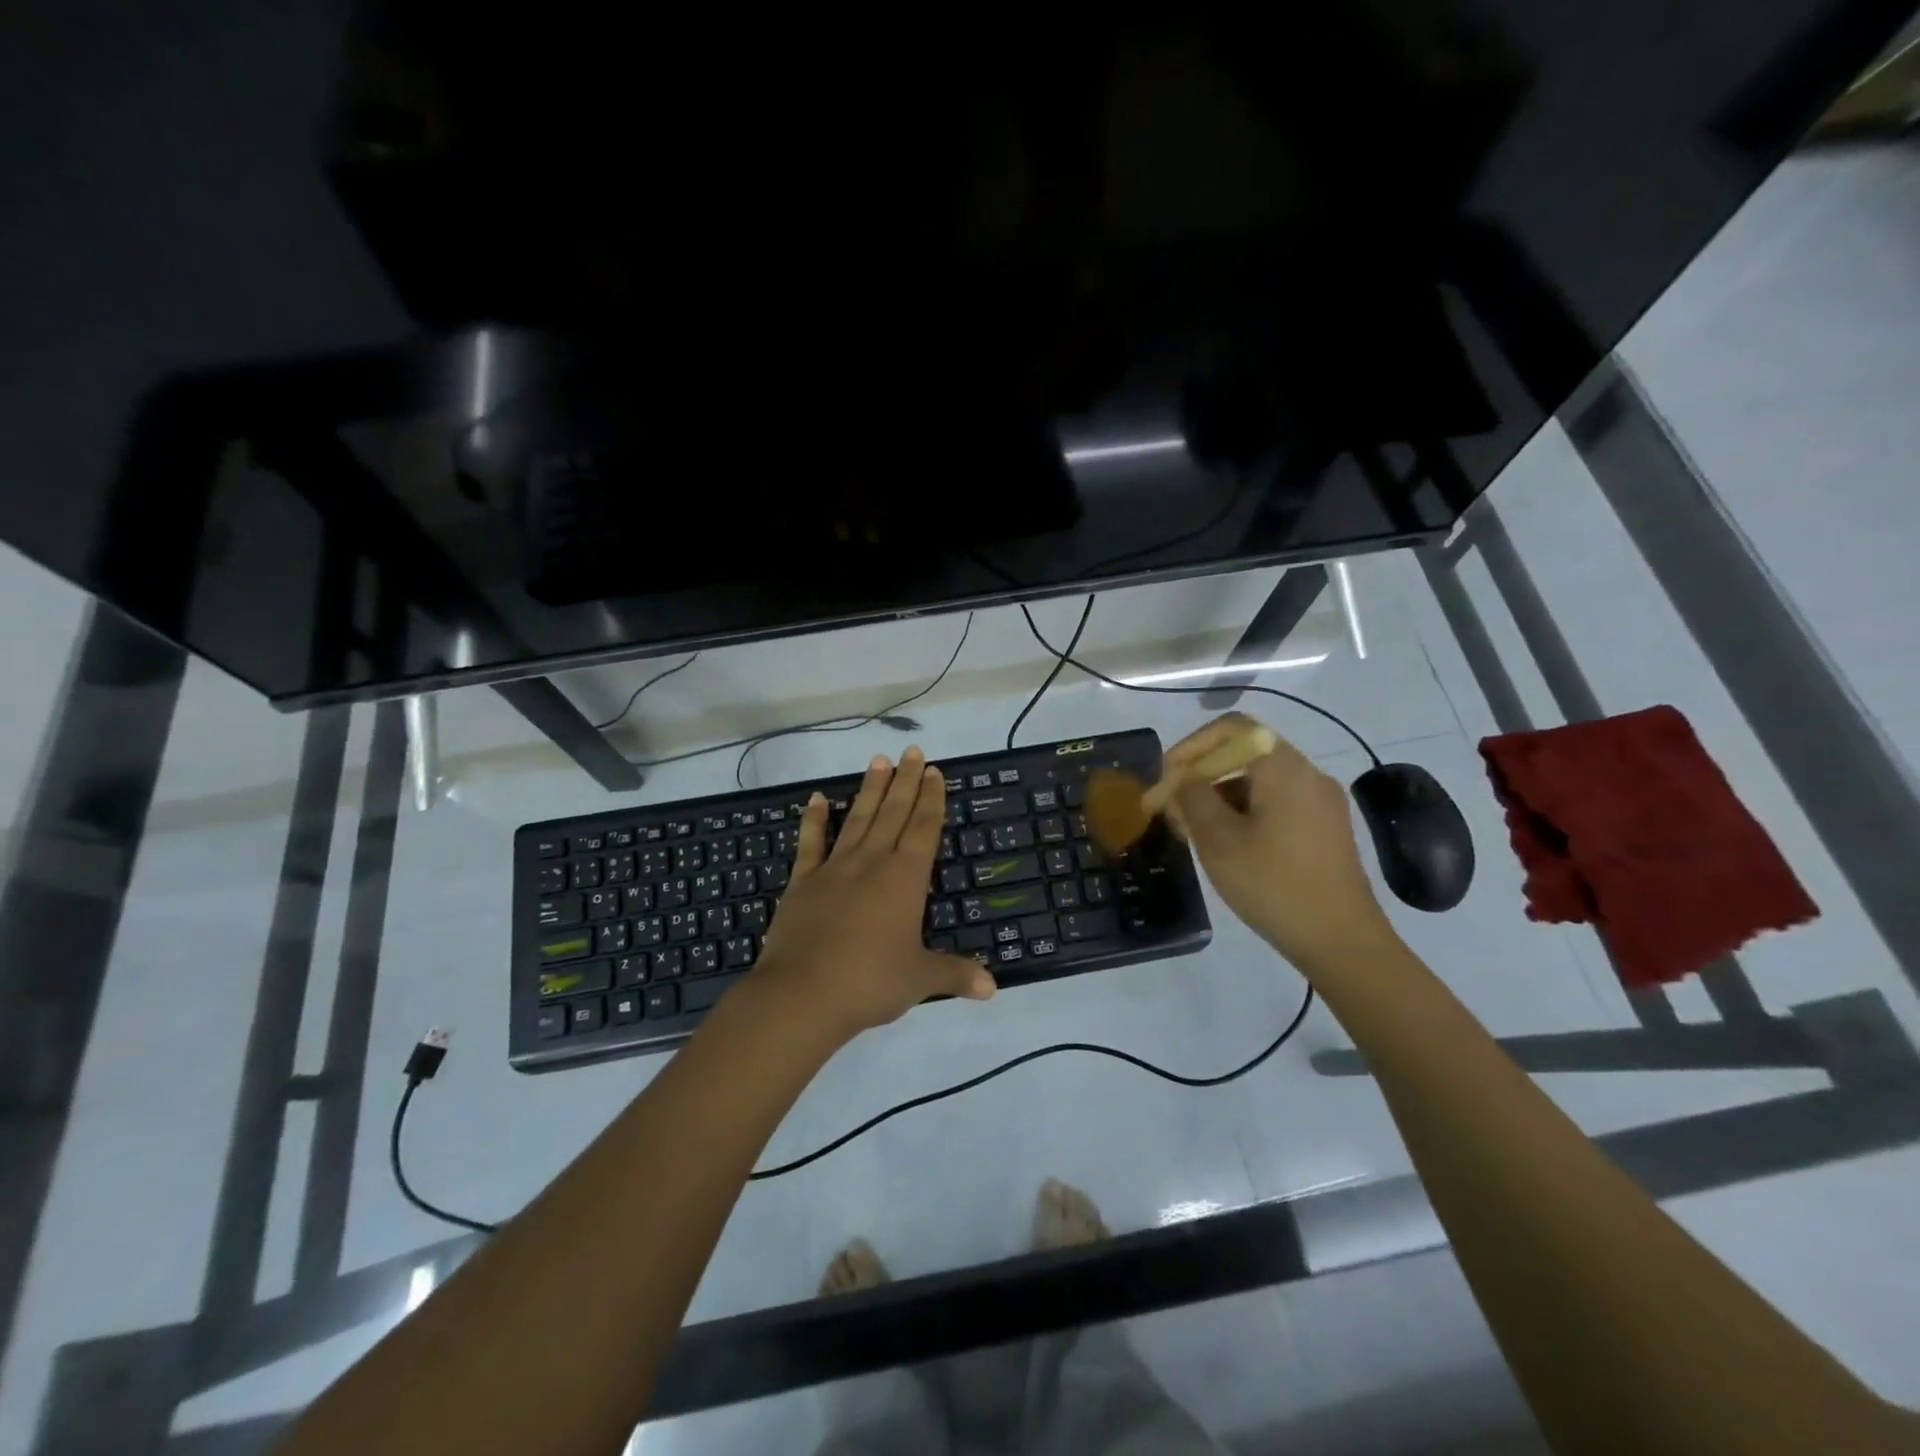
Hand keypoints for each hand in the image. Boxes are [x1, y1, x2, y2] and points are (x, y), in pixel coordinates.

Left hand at [752, 746, 995, 1044]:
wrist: (802, 994)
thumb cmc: (870, 982)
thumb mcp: (920, 979)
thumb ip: (955, 974)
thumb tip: (993, 988)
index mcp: (905, 878)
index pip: (924, 828)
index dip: (931, 799)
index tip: (934, 771)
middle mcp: (872, 862)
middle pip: (893, 812)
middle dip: (906, 780)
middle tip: (912, 751)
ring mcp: (834, 868)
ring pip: (857, 818)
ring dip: (870, 789)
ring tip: (879, 761)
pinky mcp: (803, 882)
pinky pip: (810, 842)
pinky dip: (813, 819)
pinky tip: (815, 798)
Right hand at [1164, 714, 1397, 974]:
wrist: (1342, 941)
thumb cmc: (1274, 884)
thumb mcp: (1219, 840)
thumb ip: (1192, 799)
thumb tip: (1181, 779)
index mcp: (1284, 768)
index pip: (1232, 728)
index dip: (1192, 745)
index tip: (1167, 777)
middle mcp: (1307, 775)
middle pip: (1245, 754)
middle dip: (1202, 775)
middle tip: (1171, 807)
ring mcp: (1321, 803)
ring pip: (1258, 782)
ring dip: (1220, 797)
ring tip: (1191, 831)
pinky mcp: (1325, 830)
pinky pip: (1276, 804)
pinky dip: (1243, 813)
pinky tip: (1225, 846)